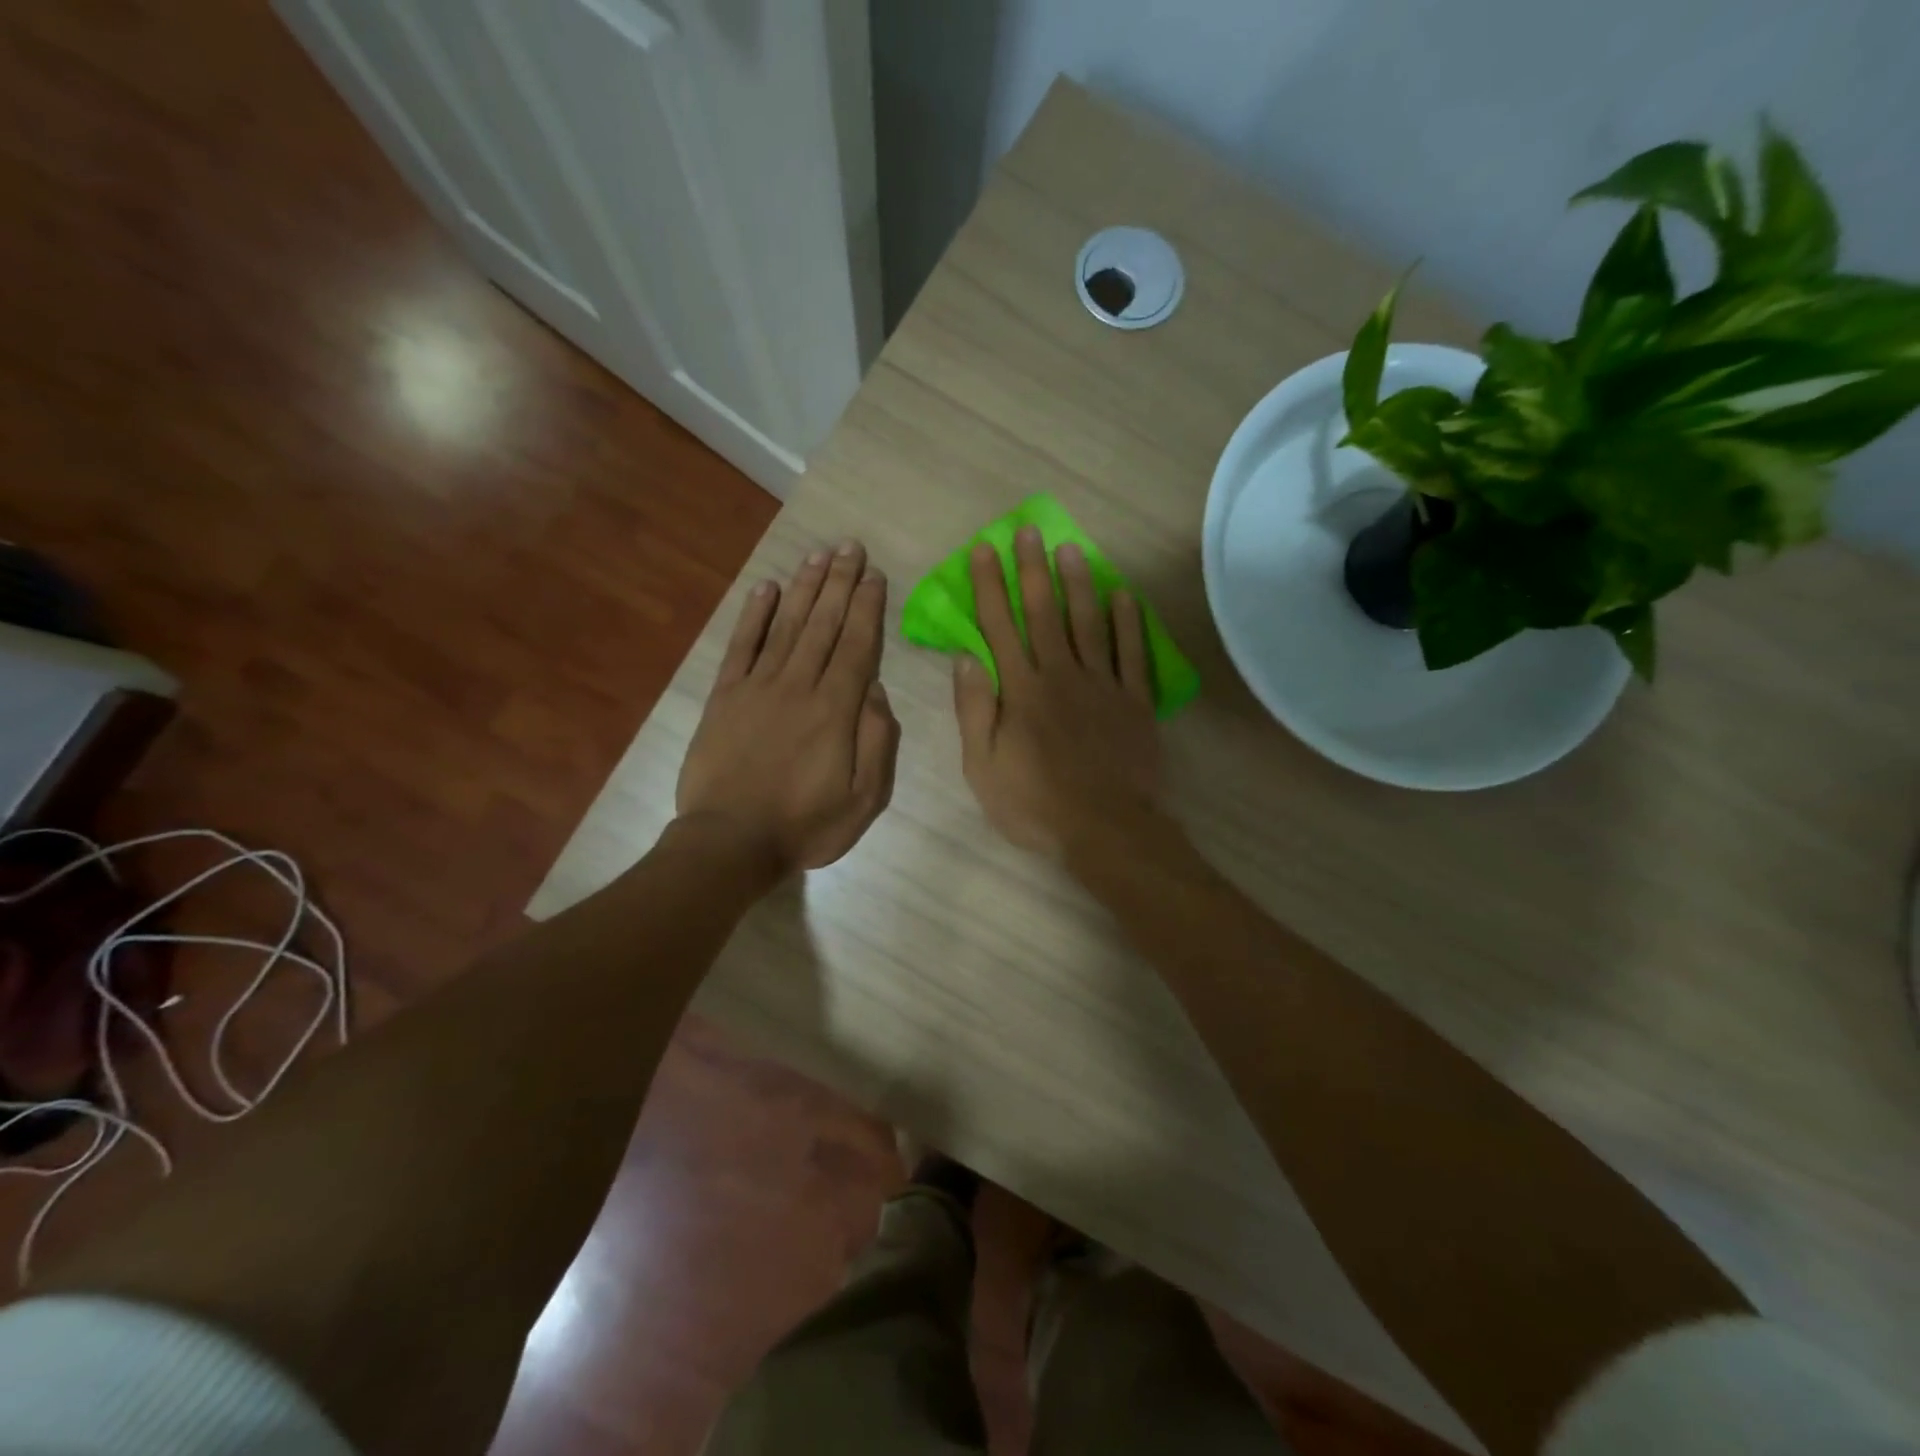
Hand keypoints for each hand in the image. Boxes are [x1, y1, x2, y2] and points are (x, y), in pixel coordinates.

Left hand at [677, 541, 899, 873]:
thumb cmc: (805, 825)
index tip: (874, 575)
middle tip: (850, 546)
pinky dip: (753, 615)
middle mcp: (798, 686)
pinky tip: (766, 588)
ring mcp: (757, 688)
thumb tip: (876, 689)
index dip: (866, 607)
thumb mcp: (864, 798)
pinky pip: (741, 647)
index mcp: (835, 710)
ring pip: (786, 626)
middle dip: (839, 583)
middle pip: (823, 625)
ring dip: (804, 588)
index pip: (856, 646)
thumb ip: (876, 741)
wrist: (730, 843)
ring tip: (817, 556)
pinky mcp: (724, 697)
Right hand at [952, 527, 1162, 857]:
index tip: (982, 551)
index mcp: (1021, 690)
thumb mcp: (983, 766)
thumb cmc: (1034, 804)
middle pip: (1043, 613)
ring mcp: (1103, 685)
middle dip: (1031, 569)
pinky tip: (1124, 595)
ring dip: (1078, 583)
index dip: (989, 587)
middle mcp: (1061, 675)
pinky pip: (1133, 654)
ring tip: (1071, 548)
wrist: (1105, 829)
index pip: (999, 627)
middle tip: (1027, 531)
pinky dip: (1128, 623)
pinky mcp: (1135, 701)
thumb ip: (974, 709)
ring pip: (1088, 623)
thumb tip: (966, 657)